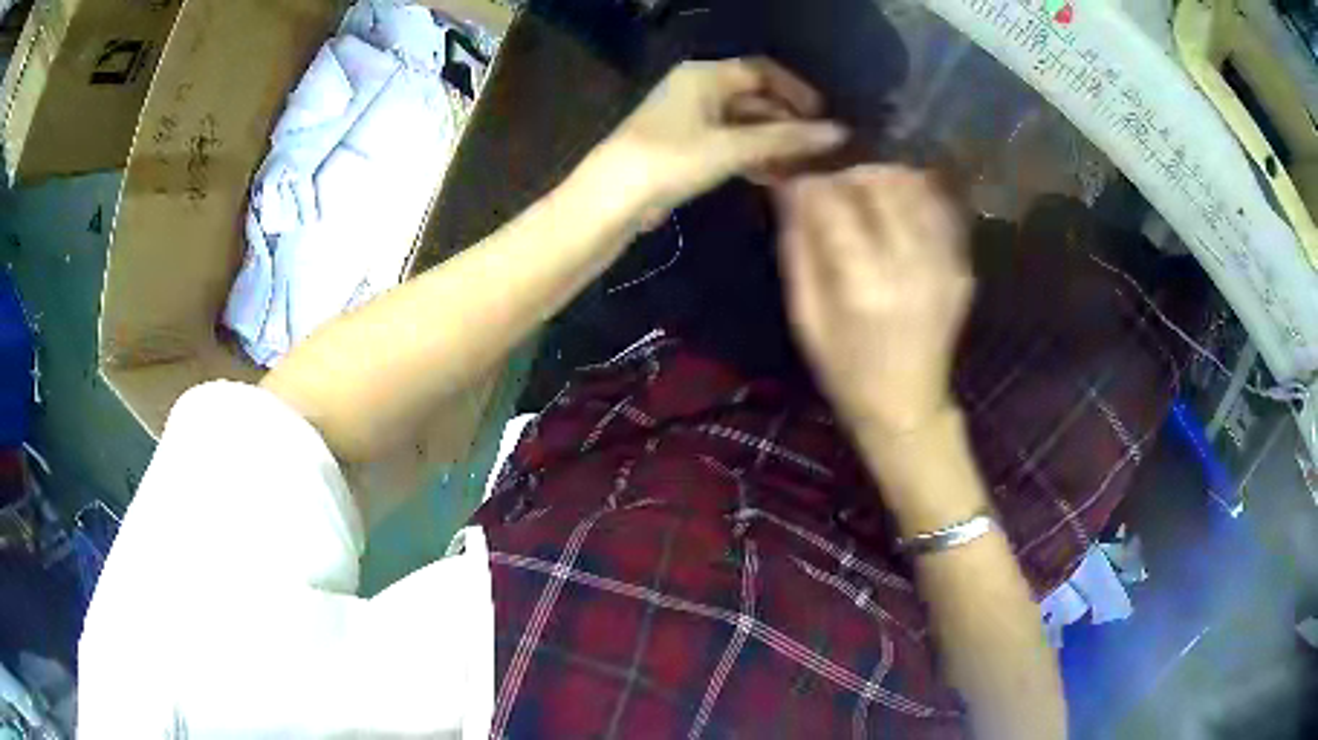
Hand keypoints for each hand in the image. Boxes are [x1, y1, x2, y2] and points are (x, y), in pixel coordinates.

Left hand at [579, 58, 847, 224]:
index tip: (823, 116)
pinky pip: (730, 144)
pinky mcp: (687, 147)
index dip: (796, 90)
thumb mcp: (731, 147)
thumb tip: (837, 133)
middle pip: (755, 98)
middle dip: (787, 122)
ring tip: (804, 167)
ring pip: (744, 124)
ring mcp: (691, 118)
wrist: (613, 197)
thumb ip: (785, 139)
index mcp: (705, 75)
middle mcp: (699, 89)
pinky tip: (775, 178)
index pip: (761, 71)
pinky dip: (753, 157)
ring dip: (773, 143)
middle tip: (818, 148)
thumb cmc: (671, 159)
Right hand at [776, 165, 973, 438]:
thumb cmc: (845, 369)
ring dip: (884, 176)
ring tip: (865, 189)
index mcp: (864, 283)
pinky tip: (897, 202)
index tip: (796, 179)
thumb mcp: (806, 316)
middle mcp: (910, 264)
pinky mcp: (961, 266)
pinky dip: (916, 192)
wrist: (907, 405)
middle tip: (833, 182)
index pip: (833, 202)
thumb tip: (788, 190)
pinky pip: (940, 208)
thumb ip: (798, 247)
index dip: (810, 182)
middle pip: (881, 182)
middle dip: (849, 171)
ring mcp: (944, 263)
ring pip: (915, 186)